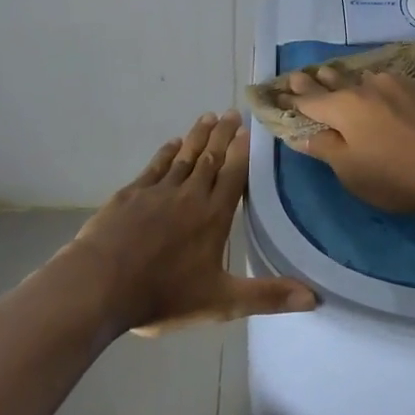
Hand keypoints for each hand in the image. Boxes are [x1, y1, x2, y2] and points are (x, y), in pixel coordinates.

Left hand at [70, 111, 317, 335]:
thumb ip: (267, 297)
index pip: (234, 176)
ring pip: (183, 157)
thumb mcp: (221, 302)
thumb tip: (315, 297)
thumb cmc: (163, 295)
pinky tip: (172, 144)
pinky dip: (166, 153)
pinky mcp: (130, 195)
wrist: (99, 285)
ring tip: (208, 117)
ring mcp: (157, 192)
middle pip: (210, 159)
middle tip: (231, 112)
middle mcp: (189, 195)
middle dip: (222, 135)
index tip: (248, 129)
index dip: (242, 152)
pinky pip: (154, 167)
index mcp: (213, 216)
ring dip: (197, 137)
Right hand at [287, 67, 414, 213]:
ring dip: (347, 80)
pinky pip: (387, 82)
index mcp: (342, 107)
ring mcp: (395, 85)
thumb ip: (325, 149)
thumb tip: (302, 135)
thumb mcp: (350, 171)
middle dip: (316, 81)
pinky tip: (378, 88)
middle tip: (302, 75)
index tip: (278, 92)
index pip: (309, 100)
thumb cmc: (394, 176)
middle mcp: (365, 87)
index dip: (292, 98)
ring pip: (362, 78)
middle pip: (334, 81)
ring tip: (338, 77)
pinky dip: (374, 85)